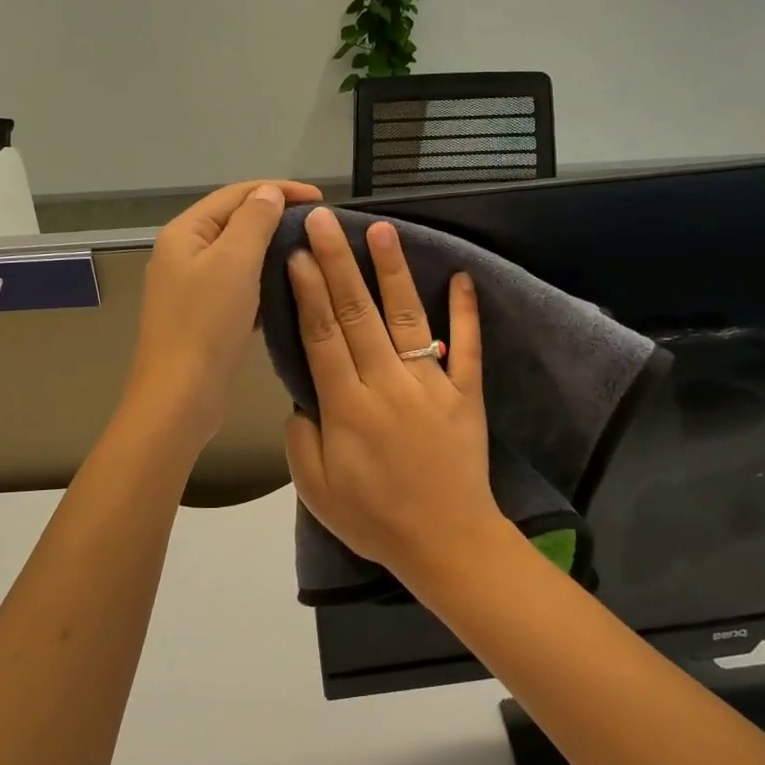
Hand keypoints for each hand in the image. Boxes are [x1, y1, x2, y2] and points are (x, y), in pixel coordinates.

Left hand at [126, 178, 321, 445]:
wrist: (180, 395)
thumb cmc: (206, 324)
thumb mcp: (234, 262)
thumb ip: (254, 221)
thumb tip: (268, 193)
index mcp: (184, 232)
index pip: (235, 194)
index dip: (278, 190)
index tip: (320, 199)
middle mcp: (182, 253)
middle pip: (234, 222)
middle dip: (275, 218)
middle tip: (317, 227)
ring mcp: (190, 287)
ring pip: (237, 257)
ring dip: (271, 251)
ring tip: (308, 254)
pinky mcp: (202, 316)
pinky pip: (237, 286)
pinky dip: (262, 282)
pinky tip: (287, 290)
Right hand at [284, 208, 505, 581]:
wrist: (446, 542)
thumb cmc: (375, 519)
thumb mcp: (316, 490)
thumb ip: (301, 438)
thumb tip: (302, 397)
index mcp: (347, 407)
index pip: (322, 336)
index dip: (308, 291)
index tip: (297, 253)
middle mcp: (386, 384)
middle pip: (357, 314)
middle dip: (337, 263)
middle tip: (323, 221)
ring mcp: (430, 385)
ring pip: (406, 318)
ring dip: (392, 272)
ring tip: (381, 230)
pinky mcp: (466, 393)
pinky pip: (467, 347)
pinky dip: (466, 312)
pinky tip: (462, 276)